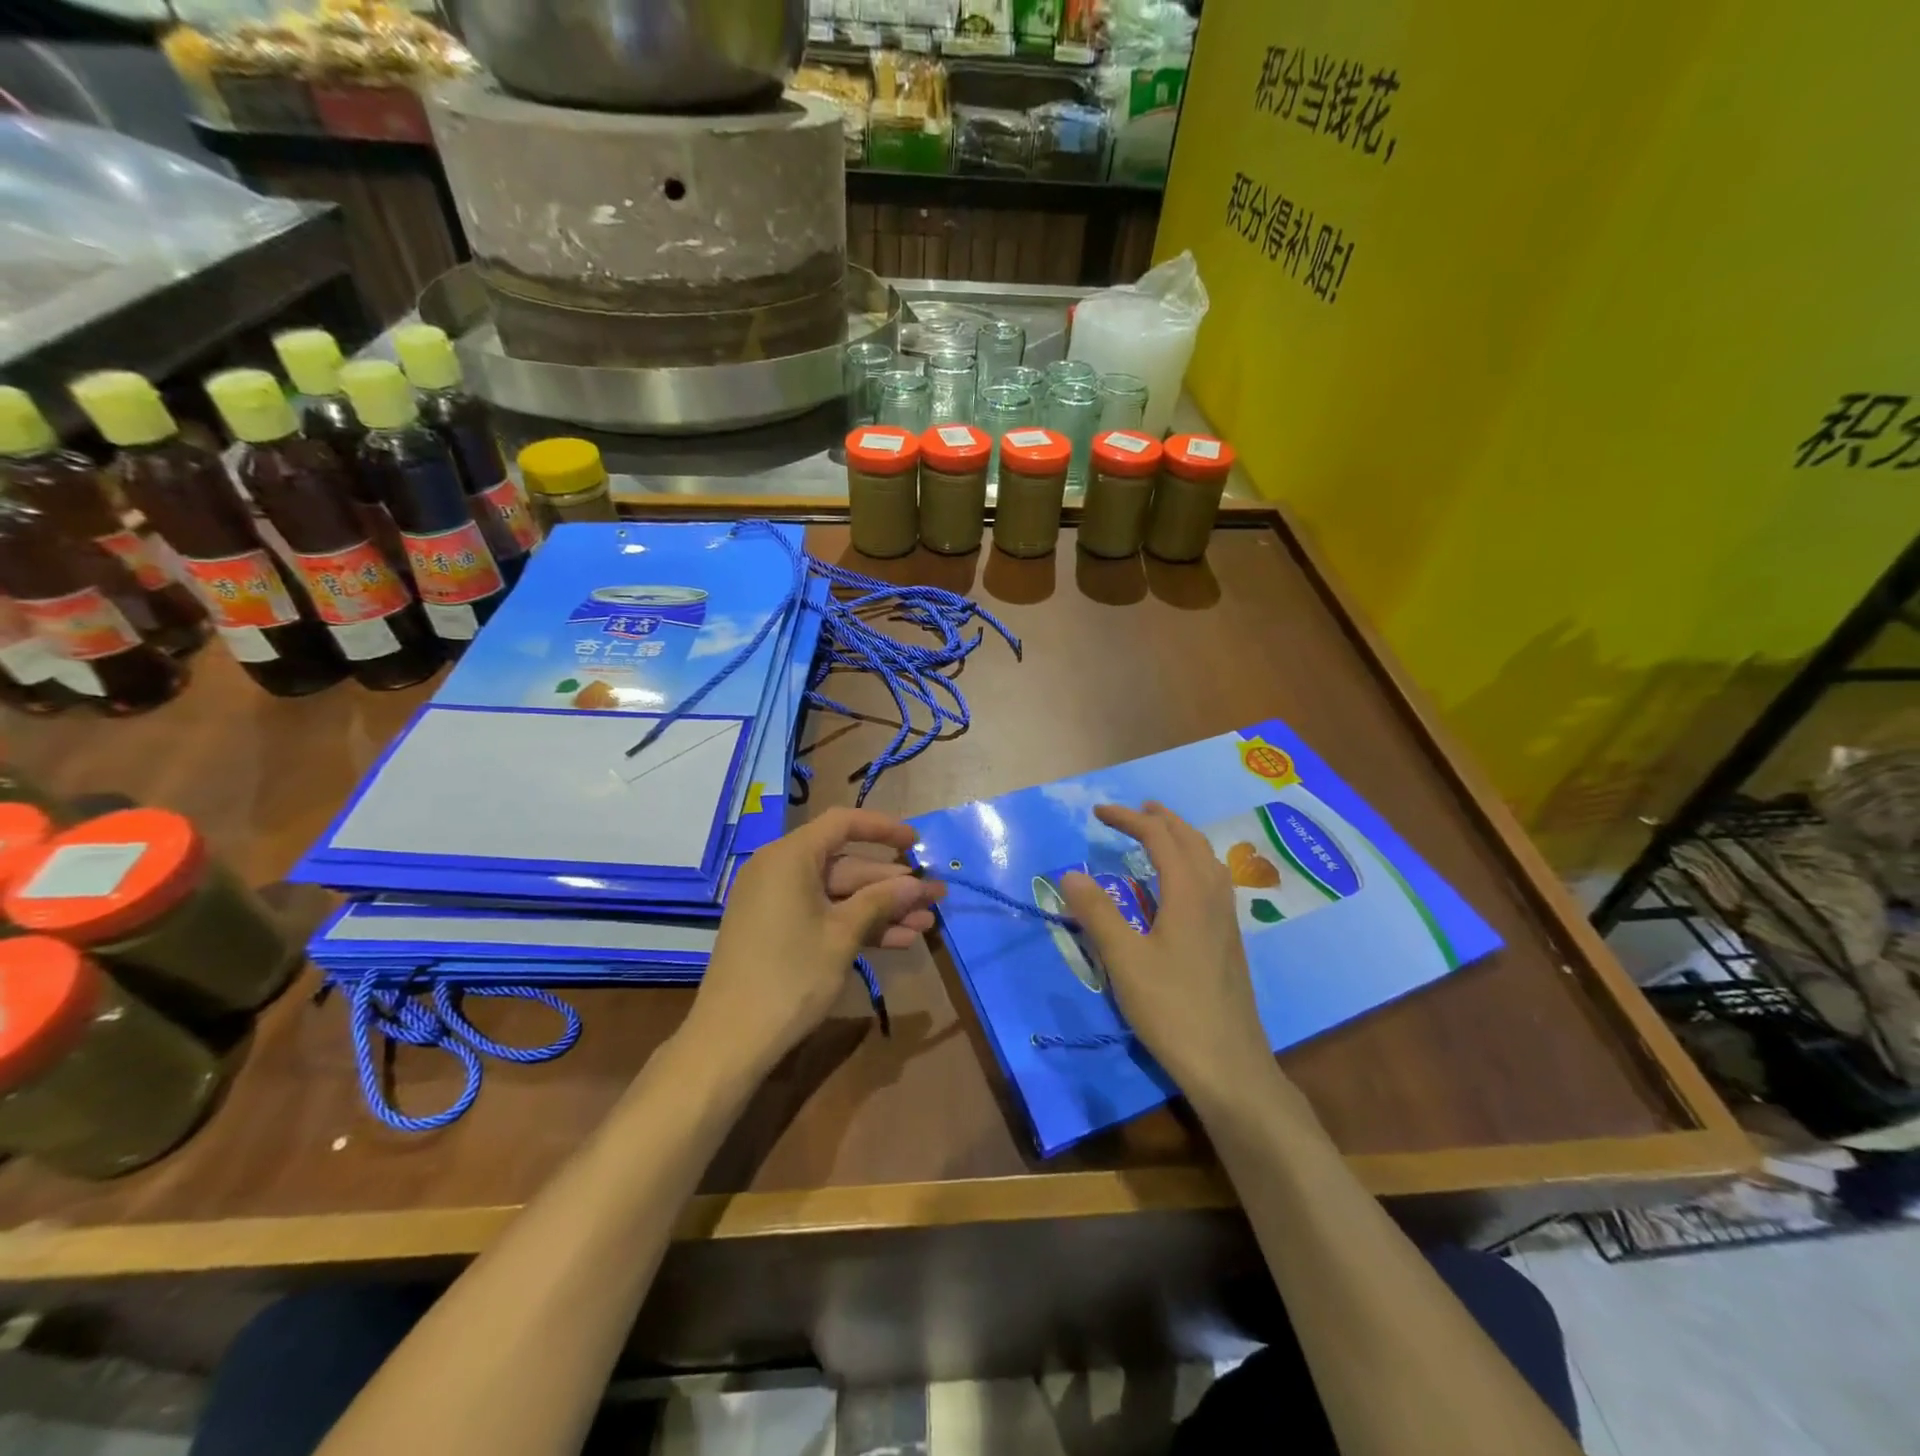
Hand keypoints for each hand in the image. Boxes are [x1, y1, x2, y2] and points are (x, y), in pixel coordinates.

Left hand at [684, 808, 942, 1071]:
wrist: (730, 1040)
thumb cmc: (790, 977)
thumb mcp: (842, 935)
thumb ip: (881, 901)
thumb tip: (917, 883)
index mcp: (790, 858)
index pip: (843, 824)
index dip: (883, 829)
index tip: (917, 843)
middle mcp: (779, 870)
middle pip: (845, 864)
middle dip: (891, 884)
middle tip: (934, 896)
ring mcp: (776, 902)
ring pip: (838, 894)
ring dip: (881, 909)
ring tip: (926, 923)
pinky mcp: (777, 930)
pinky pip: (822, 914)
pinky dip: (855, 924)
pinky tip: (897, 940)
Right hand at [1059, 801, 1273, 1103]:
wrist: (1228, 1064)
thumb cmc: (1172, 1008)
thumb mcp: (1124, 960)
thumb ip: (1097, 913)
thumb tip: (1071, 874)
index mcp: (1188, 892)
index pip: (1159, 837)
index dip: (1129, 819)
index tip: (1098, 813)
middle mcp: (1213, 896)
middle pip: (1191, 840)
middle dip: (1161, 819)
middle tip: (1134, 810)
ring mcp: (1226, 919)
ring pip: (1208, 859)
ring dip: (1181, 838)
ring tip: (1159, 835)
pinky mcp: (1229, 940)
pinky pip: (1213, 880)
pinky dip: (1193, 862)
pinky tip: (1182, 884)